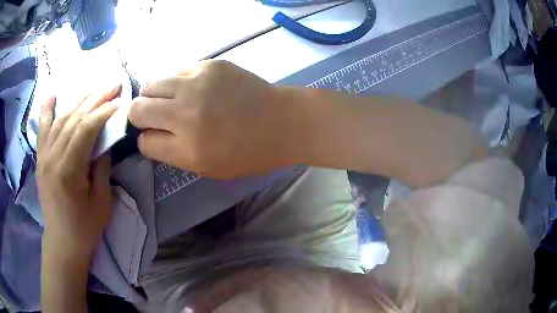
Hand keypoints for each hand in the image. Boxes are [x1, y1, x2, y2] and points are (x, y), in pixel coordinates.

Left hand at [37, 85, 120, 260]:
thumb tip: (105, 142)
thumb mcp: (101, 202)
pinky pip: (42, 129)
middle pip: (74, 118)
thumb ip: (102, 167)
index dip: (104, 111)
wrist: (62, 243)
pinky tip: (52, 94)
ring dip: (79, 101)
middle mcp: (53, 158)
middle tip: (113, 84)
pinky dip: (47, 110)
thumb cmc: (85, 228)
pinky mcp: (40, 159)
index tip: (120, 100)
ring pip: (61, 119)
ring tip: (94, 89)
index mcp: (68, 171)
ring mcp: (44, 157)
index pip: (86, 129)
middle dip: (95, 99)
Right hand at [129, 60, 296, 177]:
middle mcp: (185, 113)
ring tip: (170, 100)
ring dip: (153, 95)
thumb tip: (149, 135)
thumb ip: (173, 152)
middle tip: (156, 117)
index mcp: (187, 148)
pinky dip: (176, 82)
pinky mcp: (208, 64)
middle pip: (137, 108)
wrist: (282, 121)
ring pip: (150, 84)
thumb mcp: (207, 167)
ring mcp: (196, 83)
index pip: (144, 142)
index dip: (148, 141)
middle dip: (140, 116)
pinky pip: (175, 71)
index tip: (156, 137)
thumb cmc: (248, 152)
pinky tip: (192, 88)